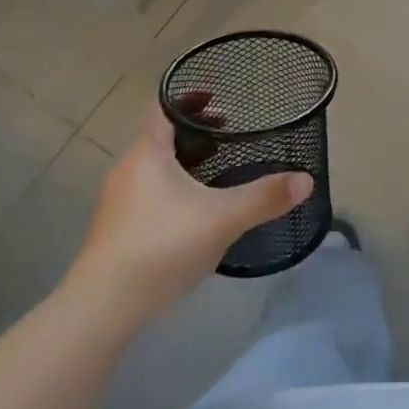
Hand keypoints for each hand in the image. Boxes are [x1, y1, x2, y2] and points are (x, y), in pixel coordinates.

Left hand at [63, 100, 312, 321]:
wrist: (101, 309)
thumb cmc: (161, 246)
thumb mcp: (223, 218)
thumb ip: (265, 197)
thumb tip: (307, 180)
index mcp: (148, 153)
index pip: (165, 109)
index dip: (191, 99)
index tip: (219, 101)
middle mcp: (127, 170)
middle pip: (161, 138)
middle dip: (196, 135)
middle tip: (228, 137)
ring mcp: (117, 204)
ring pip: (154, 170)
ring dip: (184, 165)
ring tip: (216, 177)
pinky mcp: (114, 233)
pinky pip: (147, 197)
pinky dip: (172, 193)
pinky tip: (194, 218)